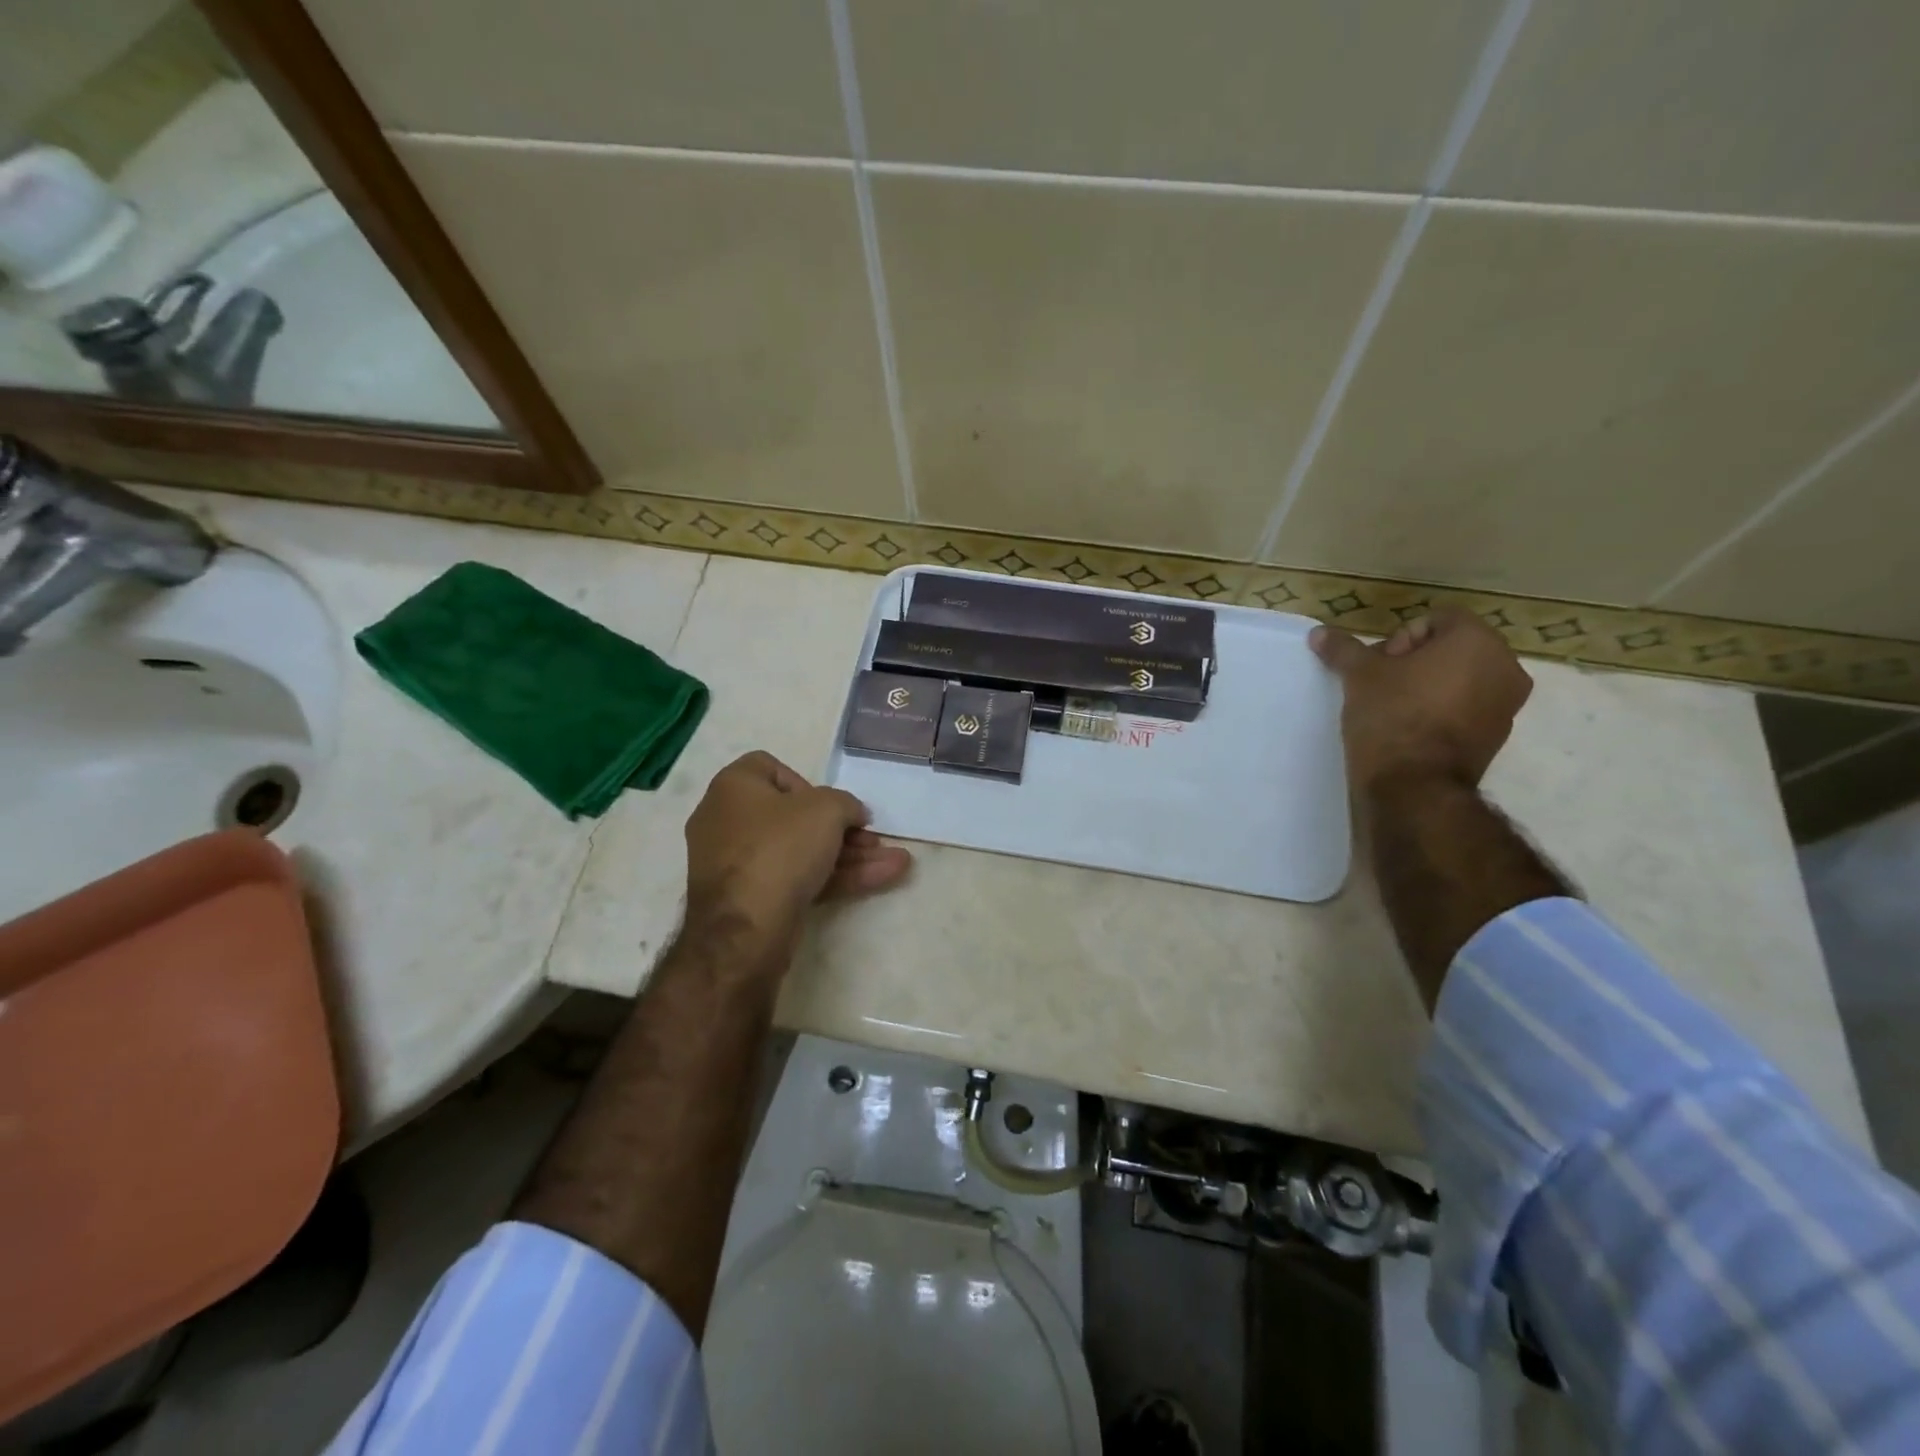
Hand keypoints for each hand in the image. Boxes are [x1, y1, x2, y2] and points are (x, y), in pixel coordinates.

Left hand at [683, 751, 912, 953]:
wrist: (746, 929)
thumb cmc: (781, 848)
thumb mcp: (826, 809)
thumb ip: (845, 803)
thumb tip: (853, 814)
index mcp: (734, 788)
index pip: (769, 768)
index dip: (806, 782)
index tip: (829, 804)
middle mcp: (729, 822)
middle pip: (794, 817)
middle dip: (842, 829)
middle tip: (873, 839)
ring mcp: (739, 865)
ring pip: (802, 852)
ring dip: (850, 856)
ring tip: (896, 862)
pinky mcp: (753, 900)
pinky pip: (798, 878)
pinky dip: (836, 877)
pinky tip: (882, 878)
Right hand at [1309, 607, 1532, 795]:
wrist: (1414, 785)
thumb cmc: (1392, 715)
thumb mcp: (1359, 676)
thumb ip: (1343, 649)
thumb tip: (1319, 633)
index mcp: (1477, 641)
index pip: (1438, 619)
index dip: (1401, 637)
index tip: (1379, 665)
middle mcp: (1505, 667)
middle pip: (1452, 648)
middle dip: (1415, 661)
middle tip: (1381, 683)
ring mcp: (1507, 705)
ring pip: (1461, 679)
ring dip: (1428, 685)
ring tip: (1392, 707)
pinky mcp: (1496, 736)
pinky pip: (1467, 708)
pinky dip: (1441, 710)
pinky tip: (1409, 728)